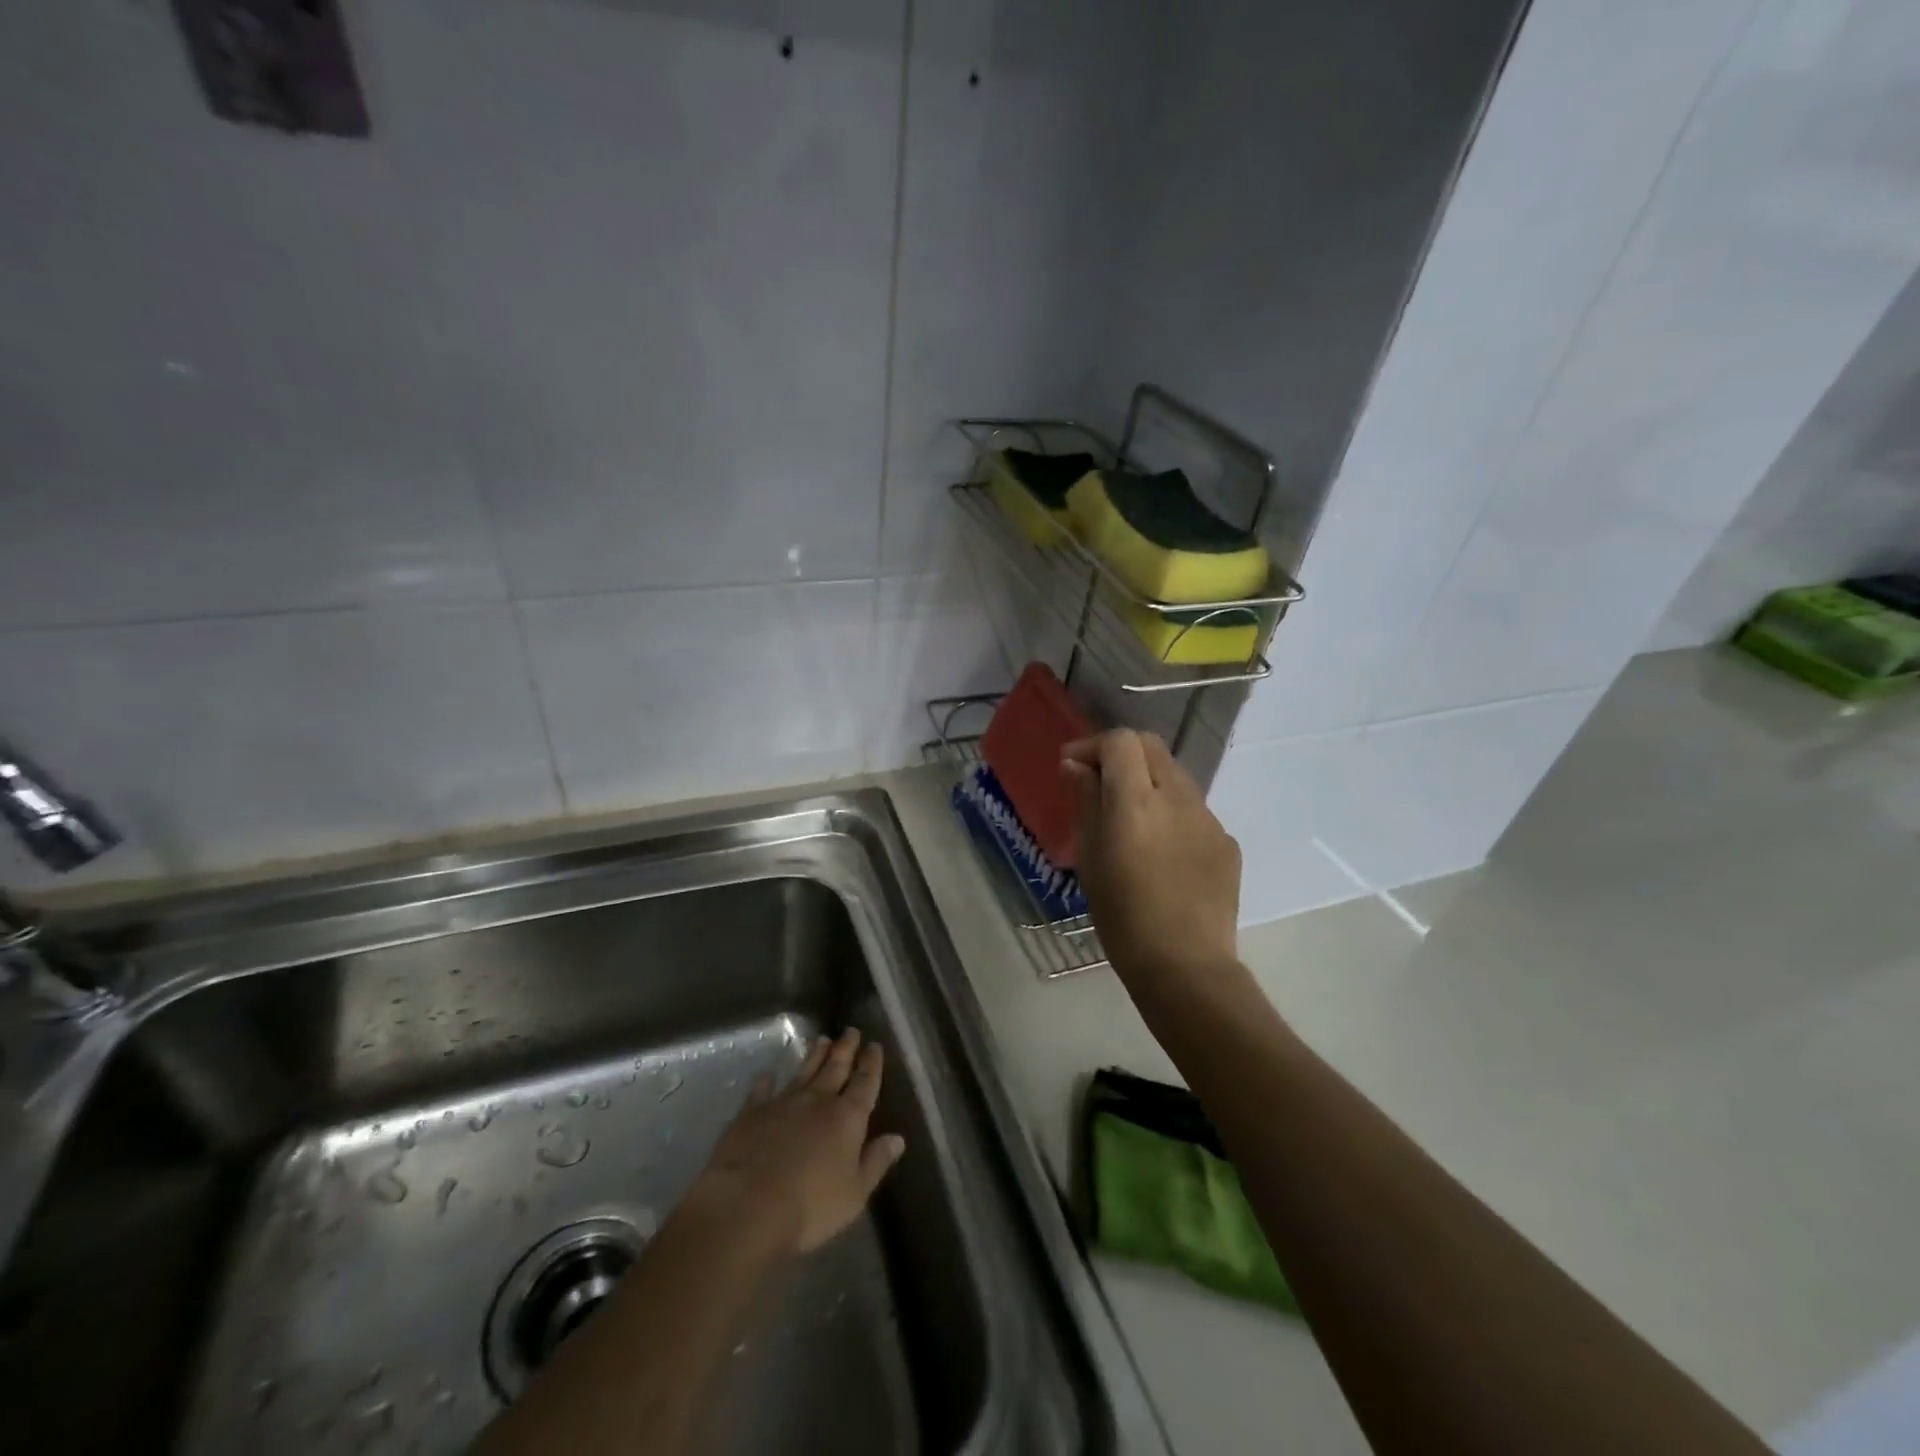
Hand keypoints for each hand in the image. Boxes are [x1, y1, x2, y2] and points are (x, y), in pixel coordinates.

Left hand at [684, 1029, 906, 1255]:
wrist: (747, 1206)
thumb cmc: (810, 1206)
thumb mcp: (854, 1193)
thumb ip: (876, 1162)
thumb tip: (898, 1138)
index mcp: (847, 1118)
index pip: (865, 1083)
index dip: (871, 1063)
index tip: (874, 1046)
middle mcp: (818, 1101)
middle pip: (835, 1068)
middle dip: (845, 1049)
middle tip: (851, 1031)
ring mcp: (783, 1102)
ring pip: (804, 1071)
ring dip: (814, 1055)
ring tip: (822, 1039)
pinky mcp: (751, 1113)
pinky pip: (761, 1090)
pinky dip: (765, 1081)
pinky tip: (767, 1074)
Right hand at [1062, 730, 1242, 990]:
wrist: (1185, 967)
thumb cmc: (1123, 917)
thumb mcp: (1091, 858)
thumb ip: (1086, 803)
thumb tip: (1077, 766)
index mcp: (1136, 802)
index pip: (1121, 742)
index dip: (1093, 746)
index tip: (1072, 767)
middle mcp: (1177, 798)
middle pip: (1151, 746)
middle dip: (1121, 754)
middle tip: (1098, 782)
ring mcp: (1208, 818)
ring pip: (1175, 776)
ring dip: (1148, 782)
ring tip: (1131, 820)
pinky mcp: (1227, 841)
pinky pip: (1193, 810)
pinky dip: (1171, 813)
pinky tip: (1162, 852)